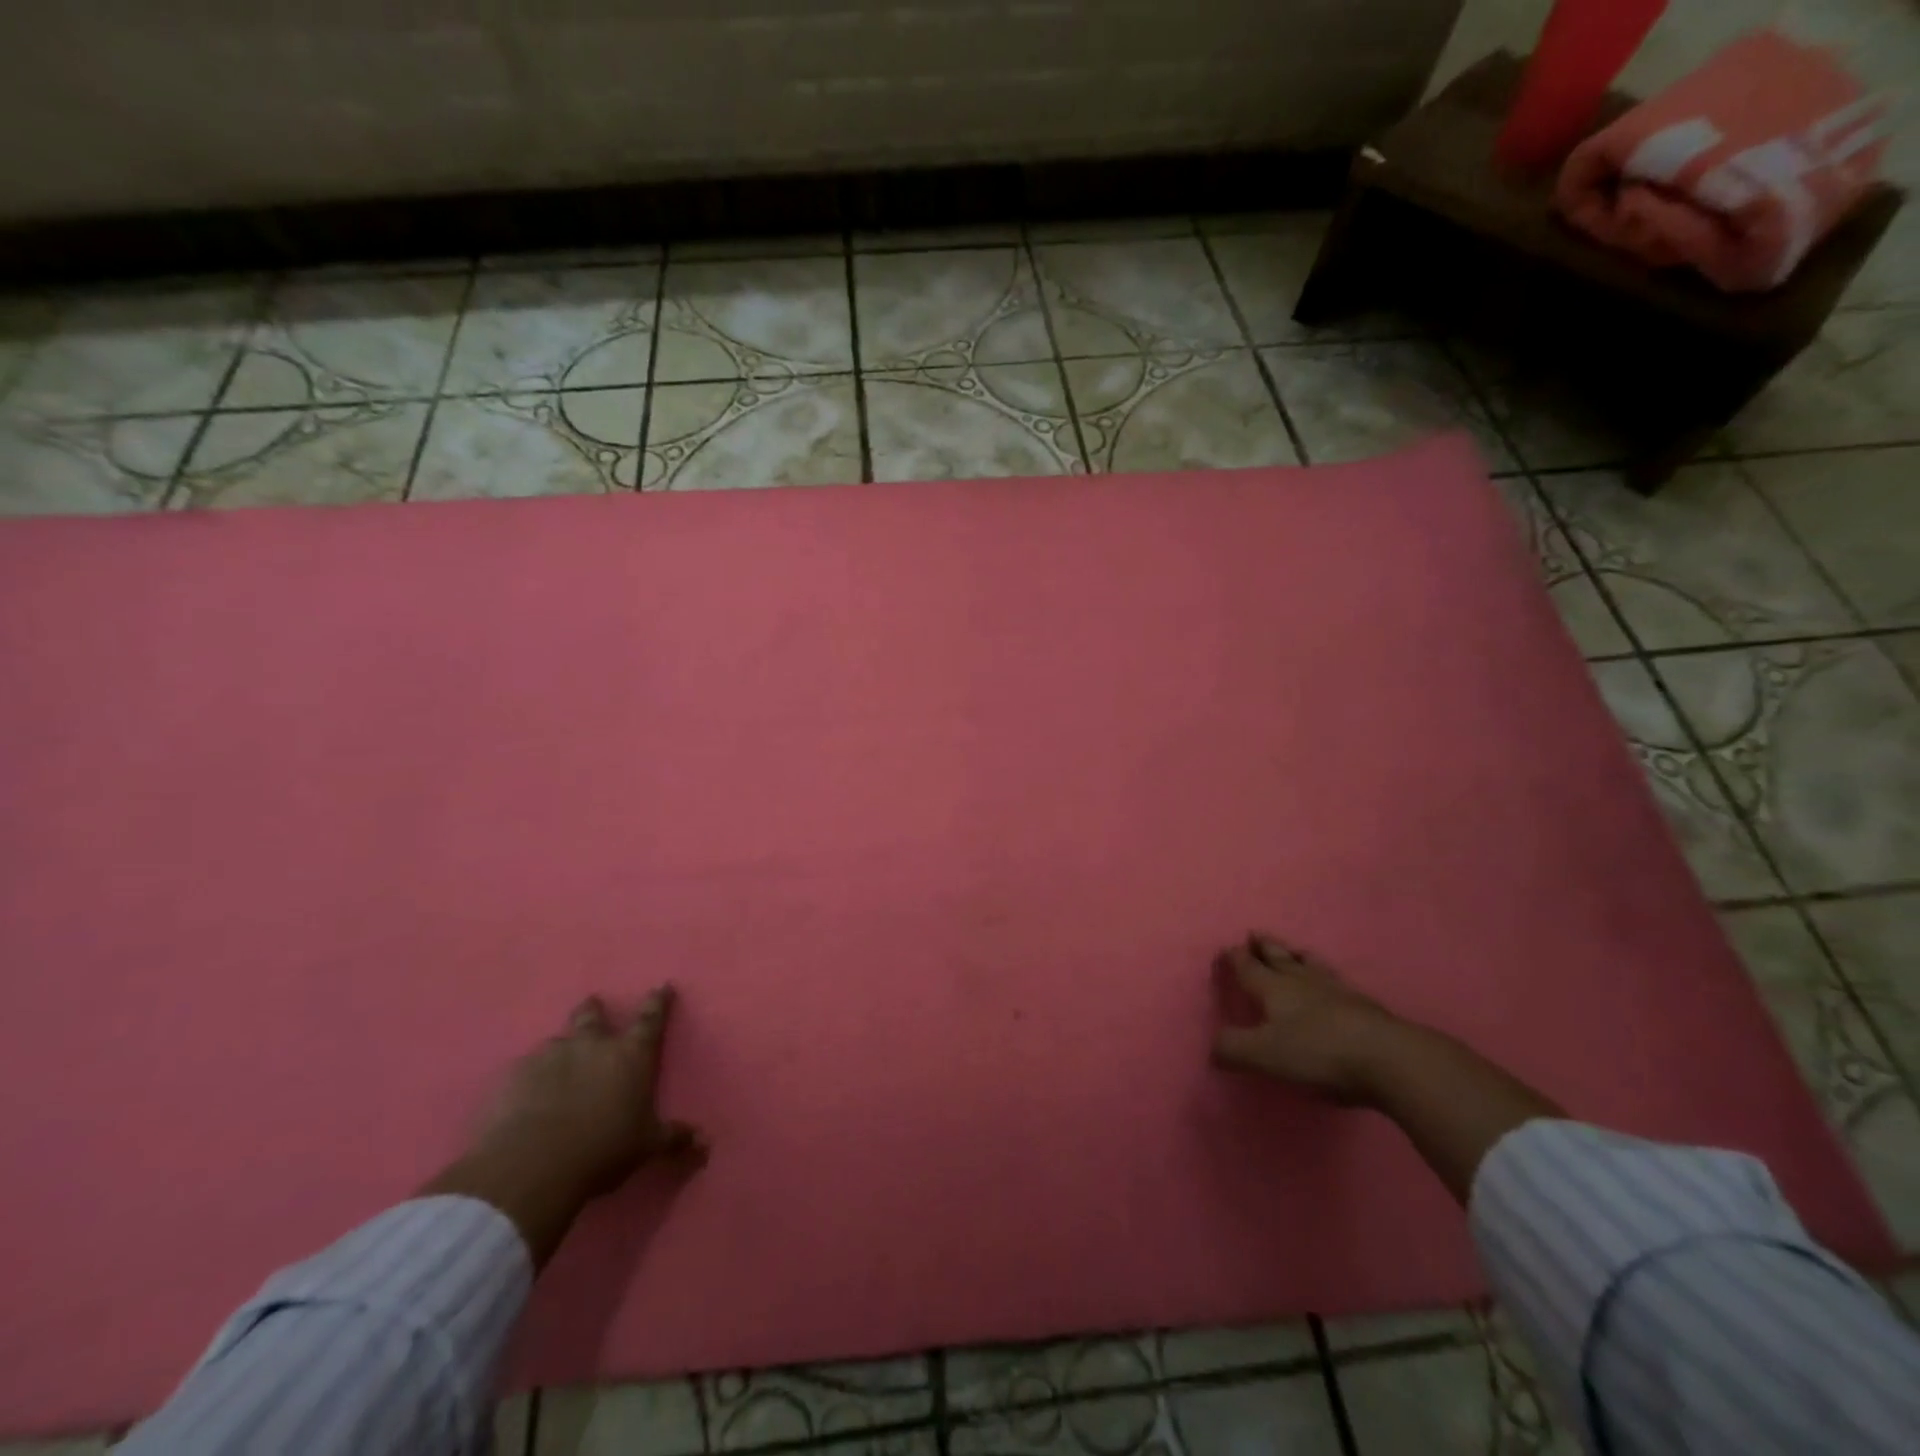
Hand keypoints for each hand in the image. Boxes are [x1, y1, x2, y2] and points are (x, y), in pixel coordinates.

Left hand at [478, 988, 705, 1199]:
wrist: (530, 1167)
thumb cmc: (602, 1150)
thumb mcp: (646, 1146)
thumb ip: (674, 1138)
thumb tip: (705, 1142)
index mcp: (631, 1055)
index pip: (651, 1018)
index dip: (658, 1001)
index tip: (662, 986)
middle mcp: (593, 1045)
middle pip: (593, 1015)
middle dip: (595, 1009)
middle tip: (593, 1005)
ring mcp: (550, 1056)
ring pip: (557, 1040)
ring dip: (562, 1048)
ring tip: (557, 1064)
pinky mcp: (515, 1075)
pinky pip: (525, 1068)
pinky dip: (530, 1076)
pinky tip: (525, 1094)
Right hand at [1210, 933, 1402, 1104]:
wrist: (1389, 1058)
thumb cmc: (1318, 1052)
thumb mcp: (1264, 1055)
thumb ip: (1232, 1049)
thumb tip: (1212, 1046)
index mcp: (1274, 988)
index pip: (1249, 967)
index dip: (1235, 958)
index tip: (1227, 948)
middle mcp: (1303, 982)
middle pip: (1280, 958)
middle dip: (1264, 947)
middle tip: (1255, 934)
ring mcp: (1337, 991)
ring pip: (1311, 965)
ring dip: (1298, 956)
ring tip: (1294, 950)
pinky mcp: (1364, 1007)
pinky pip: (1337, 983)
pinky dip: (1327, 977)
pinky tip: (1332, 983)